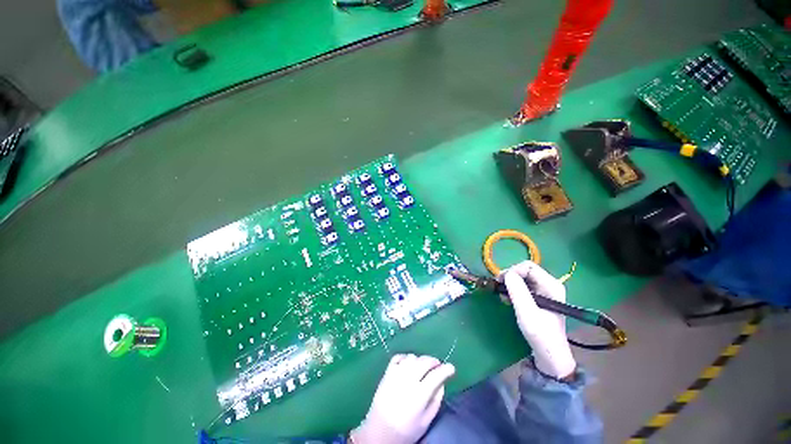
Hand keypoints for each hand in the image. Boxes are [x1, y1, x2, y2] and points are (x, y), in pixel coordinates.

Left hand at [350, 354, 455, 443]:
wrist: (379, 432)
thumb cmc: (406, 430)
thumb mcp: (426, 421)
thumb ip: (436, 400)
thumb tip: (441, 382)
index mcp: (419, 394)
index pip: (436, 375)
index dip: (446, 369)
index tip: (451, 368)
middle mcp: (408, 380)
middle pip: (424, 362)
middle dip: (434, 361)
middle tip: (438, 366)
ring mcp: (396, 374)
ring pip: (412, 357)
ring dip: (420, 360)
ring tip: (423, 367)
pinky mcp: (387, 373)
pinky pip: (397, 357)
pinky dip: (405, 357)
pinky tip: (408, 363)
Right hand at [501, 261, 575, 379]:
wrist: (550, 355)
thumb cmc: (541, 335)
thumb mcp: (527, 313)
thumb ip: (518, 291)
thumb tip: (507, 274)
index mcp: (551, 285)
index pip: (528, 266)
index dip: (512, 270)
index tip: (500, 281)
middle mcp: (549, 285)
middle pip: (525, 270)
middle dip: (510, 277)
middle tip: (499, 288)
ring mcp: (545, 291)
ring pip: (522, 278)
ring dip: (510, 284)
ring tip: (503, 296)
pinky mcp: (539, 298)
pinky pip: (523, 286)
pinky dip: (513, 290)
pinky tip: (508, 300)